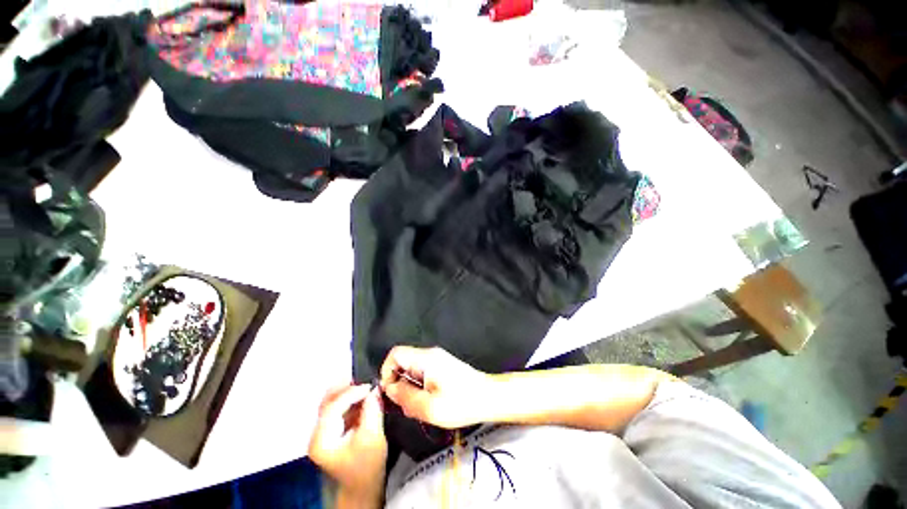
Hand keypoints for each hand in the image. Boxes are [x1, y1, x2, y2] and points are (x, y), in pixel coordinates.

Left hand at [308, 384, 386, 503]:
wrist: (362, 491)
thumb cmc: (367, 467)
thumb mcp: (373, 438)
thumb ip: (372, 410)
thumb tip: (375, 389)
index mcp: (322, 439)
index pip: (333, 407)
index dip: (352, 393)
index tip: (370, 387)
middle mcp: (318, 435)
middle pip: (328, 402)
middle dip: (347, 389)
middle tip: (365, 382)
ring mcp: (324, 434)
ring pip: (333, 404)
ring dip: (349, 393)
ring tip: (366, 388)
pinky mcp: (333, 433)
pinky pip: (339, 410)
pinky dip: (351, 401)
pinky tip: (363, 398)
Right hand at [380, 346, 493, 428]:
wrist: (488, 397)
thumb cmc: (460, 403)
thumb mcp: (429, 407)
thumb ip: (405, 396)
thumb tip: (389, 389)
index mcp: (425, 359)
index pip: (395, 354)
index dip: (387, 372)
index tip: (391, 394)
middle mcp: (430, 355)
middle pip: (403, 363)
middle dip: (400, 385)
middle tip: (408, 406)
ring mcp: (437, 360)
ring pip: (412, 371)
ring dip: (410, 390)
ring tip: (421, 408)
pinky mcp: (442, 368)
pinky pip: (422, 375)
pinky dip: (420, 390)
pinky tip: (429, 405)